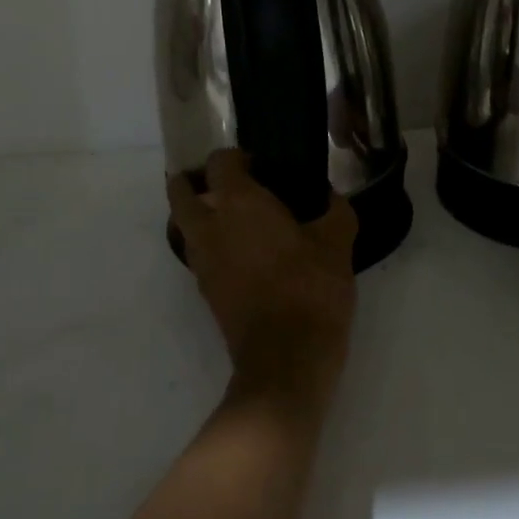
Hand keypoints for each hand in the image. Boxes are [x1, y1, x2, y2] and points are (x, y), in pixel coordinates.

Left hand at [168, 150, 358, 415]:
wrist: (287, 361)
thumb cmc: (311, 289)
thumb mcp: (337, 244)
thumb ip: (335, 211)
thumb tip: (329, 197)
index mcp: (238, 204)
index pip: (219, 162)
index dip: (237, 157)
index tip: (262, 164)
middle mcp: (210, 228)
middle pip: (181, 193)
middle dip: (196, 182)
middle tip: (231, 185)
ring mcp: (202, 263)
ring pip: (185, 226)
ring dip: (202, 215)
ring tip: (240, 219)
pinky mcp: (206, 292)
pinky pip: (200, 255)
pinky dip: (213, 245)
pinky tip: (247, 253)